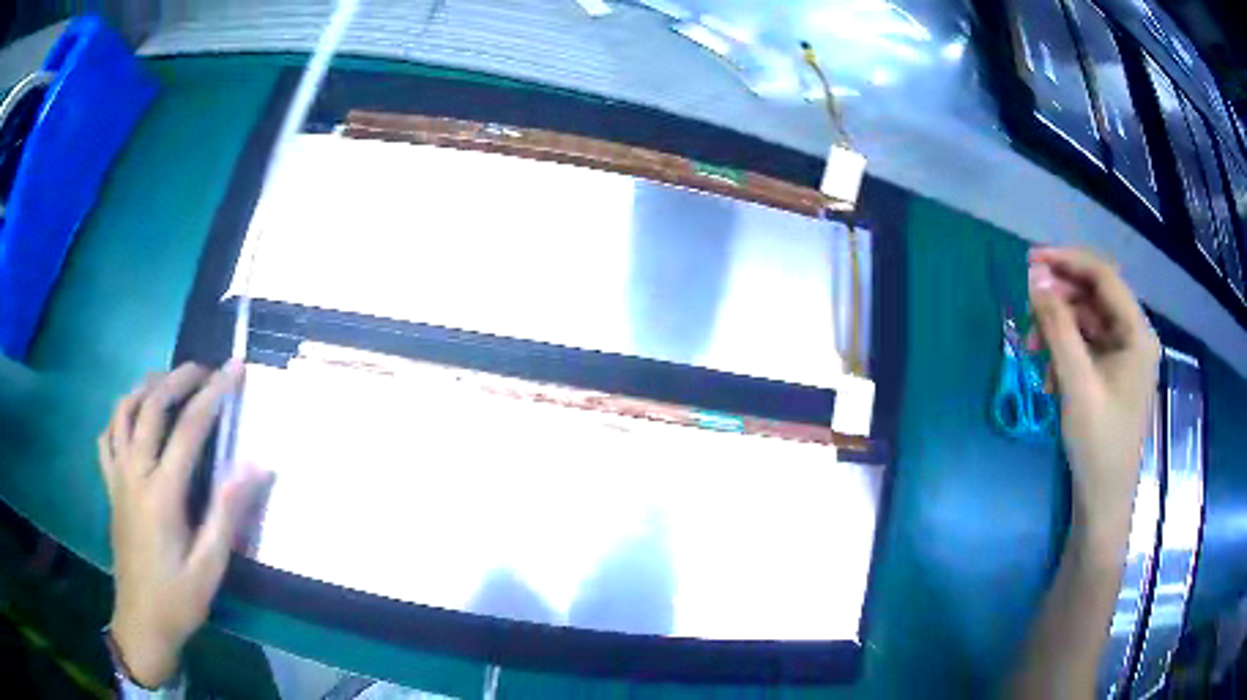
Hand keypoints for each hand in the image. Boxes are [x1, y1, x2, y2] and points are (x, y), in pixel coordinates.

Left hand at [98, 362, 268, 687]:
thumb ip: (228, 513)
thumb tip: (257, 466)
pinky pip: (108, 436)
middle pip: (152, 406)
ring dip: (146, 387)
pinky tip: (133, 417)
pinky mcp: (110, 486)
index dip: (214, 394)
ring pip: (124, 411)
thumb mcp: (210, 567)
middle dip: (179, 378)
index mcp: (162, 494)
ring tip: (168, 382)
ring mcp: (117, 477)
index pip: (188, 428)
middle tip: (205, 369)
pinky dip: (120, 415)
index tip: (235, 370)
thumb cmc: (179, 599)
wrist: (142, 622)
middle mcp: (135, 473)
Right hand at [1026, 248, 1159, 555]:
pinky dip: (1066, 350)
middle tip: (1027, 308)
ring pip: (1089, 320)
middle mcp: (1135, 336)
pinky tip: (1049, 372)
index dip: (1067, 262)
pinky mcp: (1114, 373)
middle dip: (1060, 298)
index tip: (1030, 261)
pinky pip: (1088, 345)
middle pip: (1096, 296)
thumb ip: (1057, 327)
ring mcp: (1125, 356)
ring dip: (1059, 327)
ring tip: (1033, 349)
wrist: (1103, 500)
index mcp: (1137, 333)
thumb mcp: (1076, 383)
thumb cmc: (1098, 443)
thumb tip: (1035, 278)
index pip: (1104, 277)